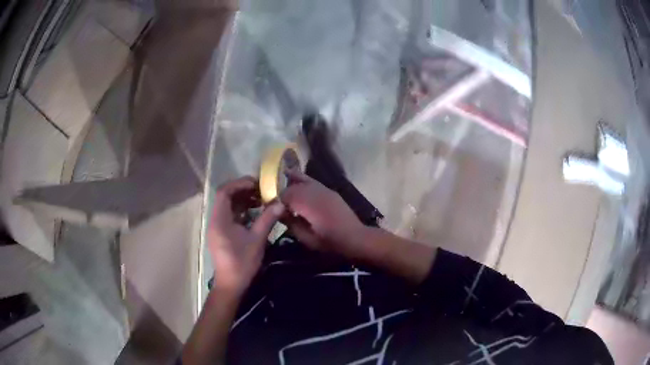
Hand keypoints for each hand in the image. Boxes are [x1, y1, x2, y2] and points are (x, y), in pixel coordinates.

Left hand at [209, 176, 284, 294]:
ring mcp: (218, 227)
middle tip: (262, 190)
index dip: (240, 184)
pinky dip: (242, 211)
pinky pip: (231, 215)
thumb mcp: (257, 240)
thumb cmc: (242, 263)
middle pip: (226, 197)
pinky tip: (256, 213)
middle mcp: (216, 220)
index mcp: (220, 219)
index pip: (224, 192)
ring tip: (261, 200)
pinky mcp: (222, 233)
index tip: (257, 184)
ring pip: (229, 206)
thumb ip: (267, 219)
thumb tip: (280, 202)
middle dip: (244, 191)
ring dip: (244, 200)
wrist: (231, 284)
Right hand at [280, 171, 367, 258]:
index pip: (286, 195)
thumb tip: (279, 213)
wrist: (355, 237)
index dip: (275, 199)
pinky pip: (312, 182)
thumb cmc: (331, 242)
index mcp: (309, 204)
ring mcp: (324, 189)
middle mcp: (316, 192)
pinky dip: (302, 183)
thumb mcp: (307, 238)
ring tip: (281, 188)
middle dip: (282, 190)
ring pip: (303, 179)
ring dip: (291, 183)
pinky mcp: (329, 191)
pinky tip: (297, 189)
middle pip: (293, 185)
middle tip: (274, 199)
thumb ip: (291, 224)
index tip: (268, 206)